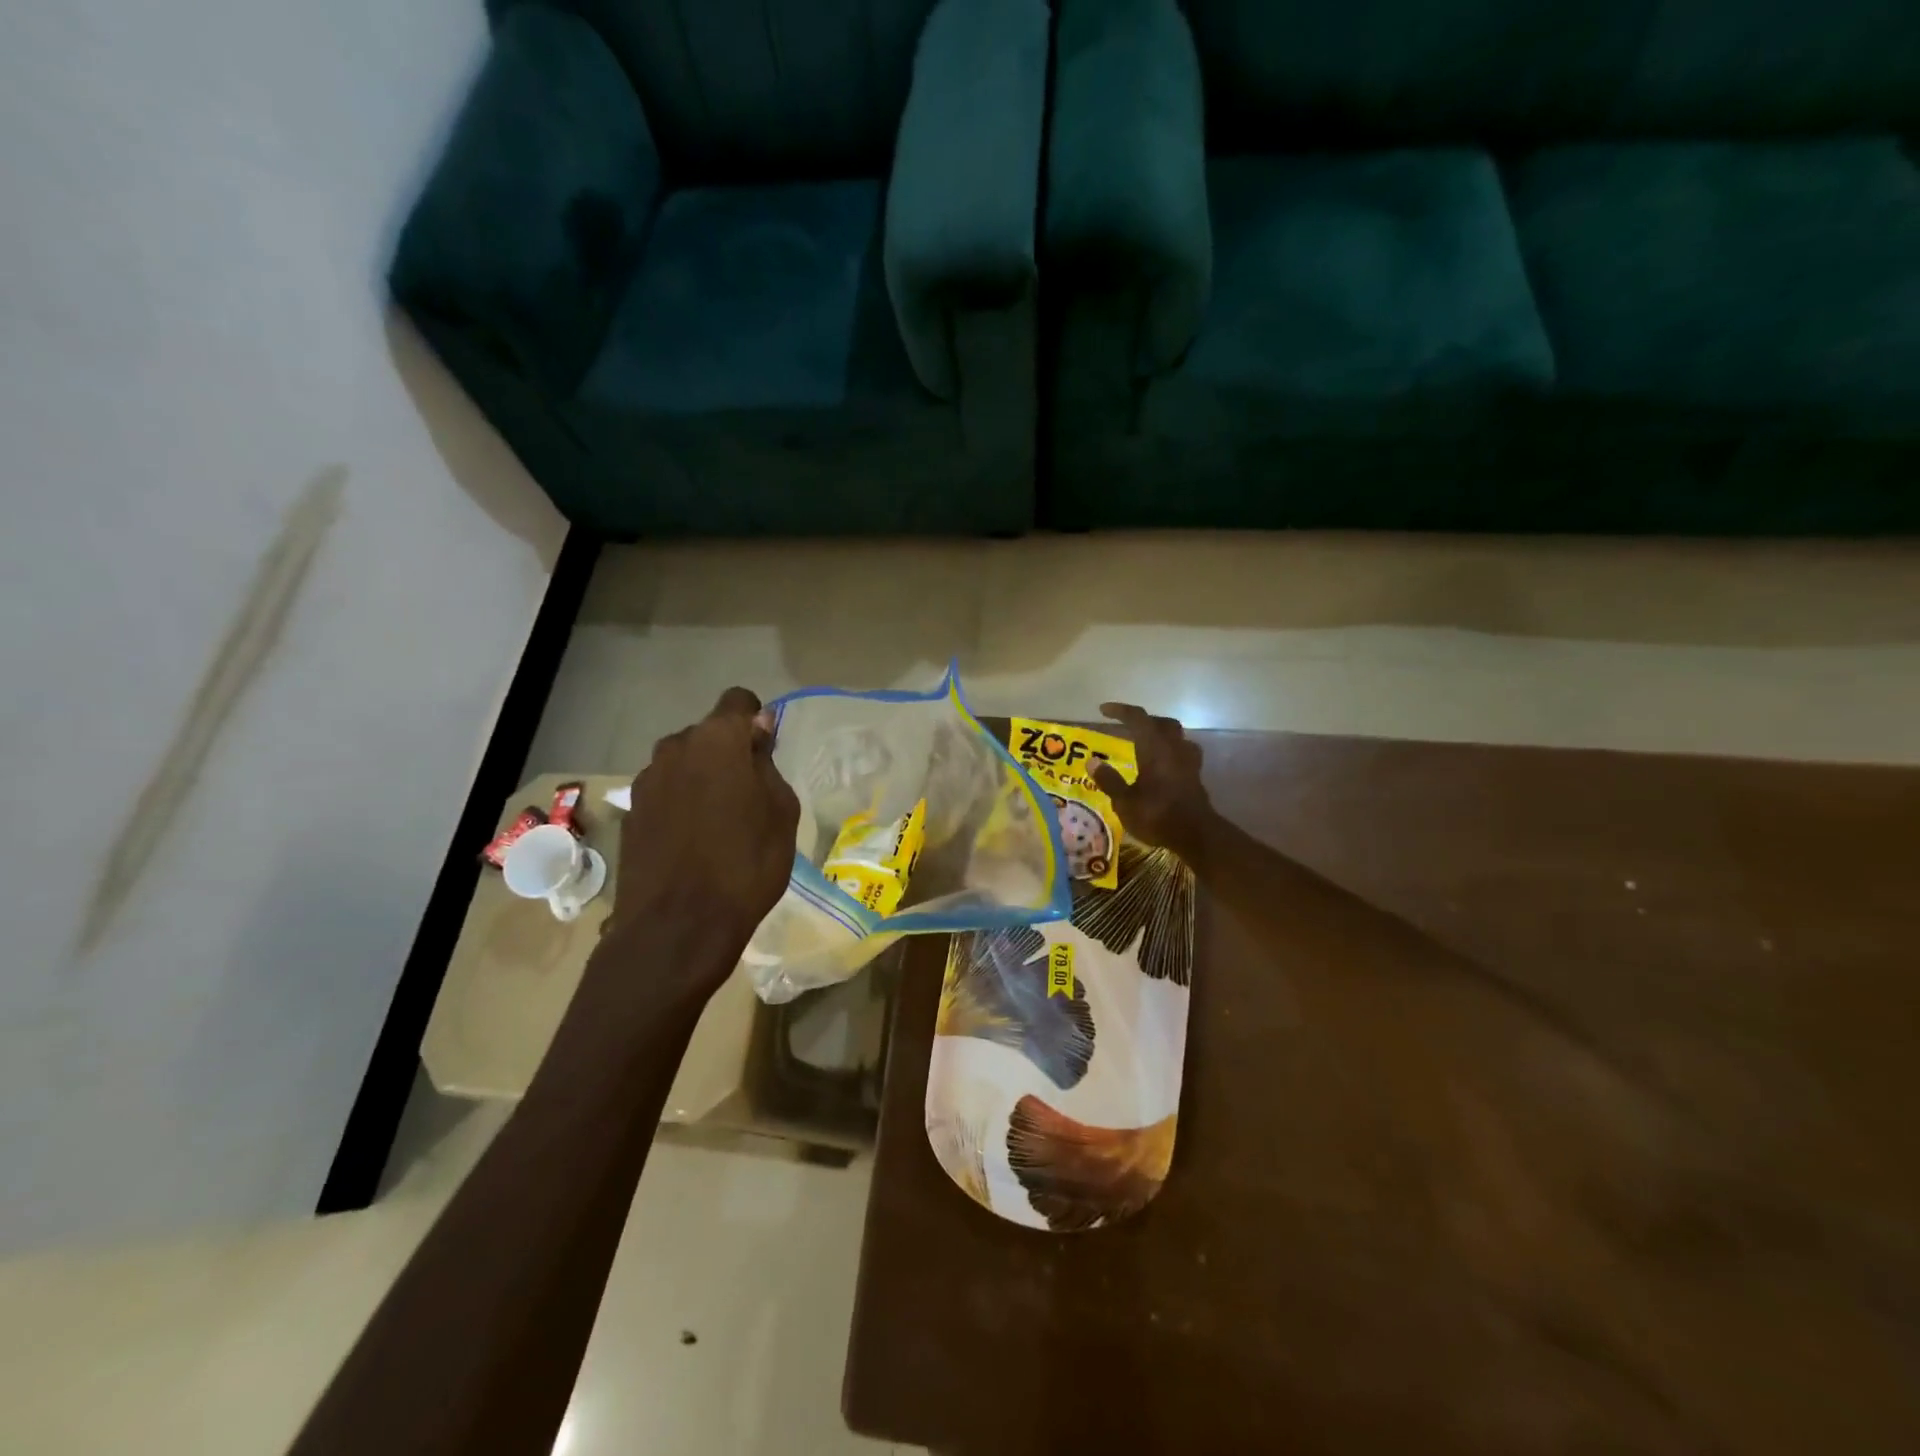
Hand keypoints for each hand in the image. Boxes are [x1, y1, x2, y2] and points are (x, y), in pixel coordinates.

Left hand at [602, 688, 800, 995]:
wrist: (677, 928)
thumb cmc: (746, 864)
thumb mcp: (781, 813)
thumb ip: (767, 764)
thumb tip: (756, 734)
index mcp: (717, 740)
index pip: (738, 700)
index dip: (756, 720)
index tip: (765, 752)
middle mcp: (675, 748)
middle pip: (707, 734)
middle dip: (727, 752)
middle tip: (748, 795)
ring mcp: (647, 781)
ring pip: (683, 763)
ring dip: (701, 778)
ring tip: (719, 822)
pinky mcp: (631, 813)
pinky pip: (665, 792)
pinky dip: (680, 803)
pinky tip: (692, 842)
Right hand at [1091, 703, 1214, 861]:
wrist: (1196, 835)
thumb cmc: (1157, 816)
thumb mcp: (1124, 802)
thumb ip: (1109, 780)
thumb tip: (1092, 761)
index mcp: (1154, 749)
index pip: (1138, 718)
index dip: (1120, 711)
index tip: (1103, 710)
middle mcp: (1173, 749)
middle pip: (1162, 723)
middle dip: (1144, 720)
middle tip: (1127, 726)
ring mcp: (1188, 762)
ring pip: (1176, 736)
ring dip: (1161, 733)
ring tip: (1146, 743)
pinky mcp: (1195, 776)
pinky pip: (1184, 752)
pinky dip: (1171, 751)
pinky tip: (1164, 763)